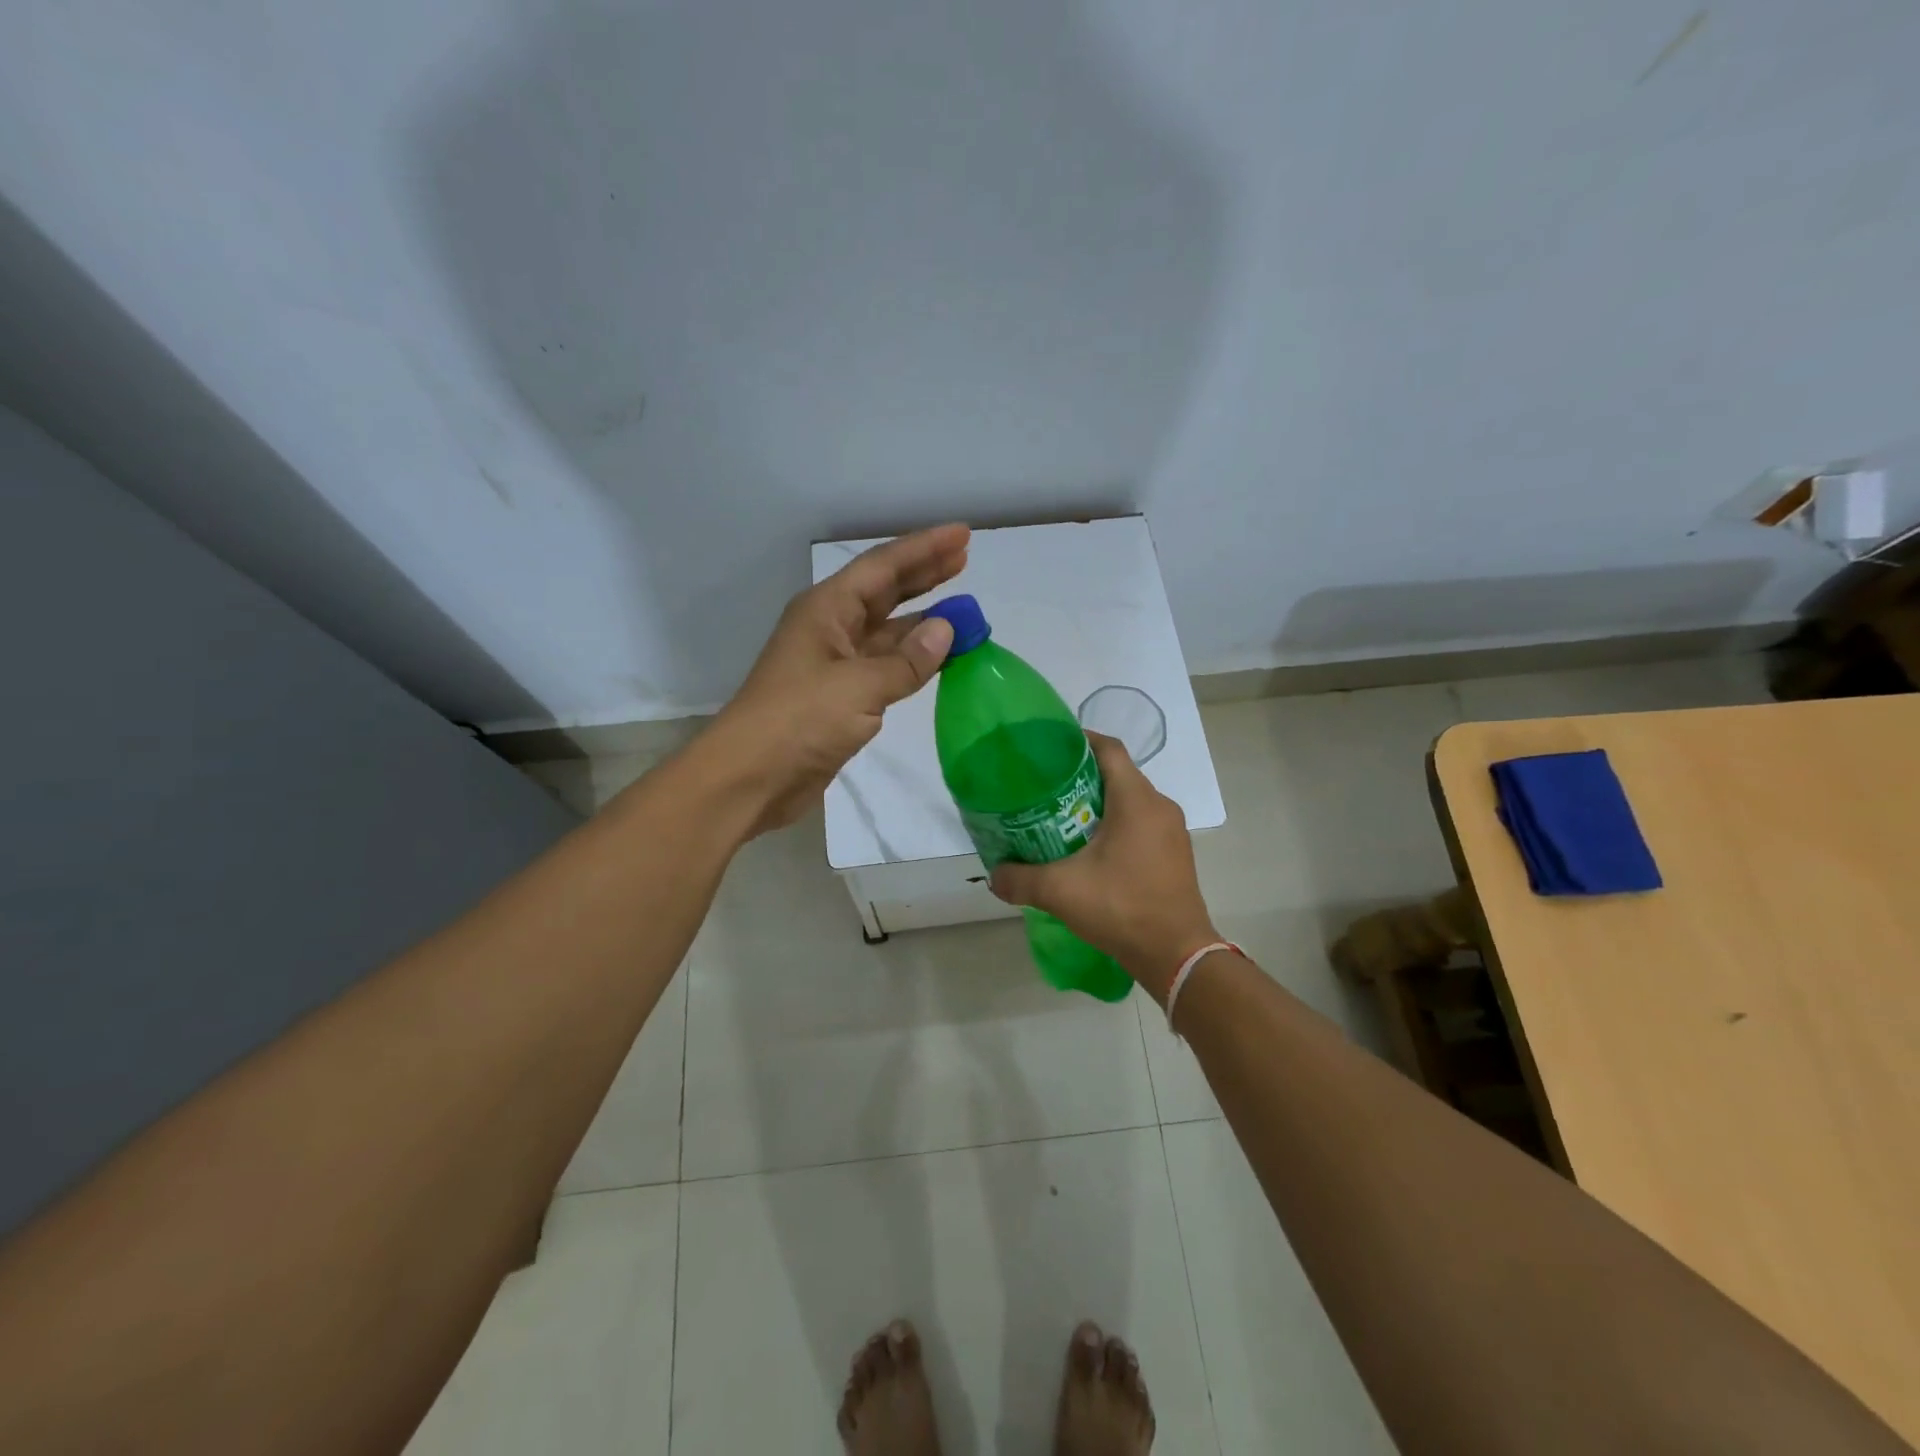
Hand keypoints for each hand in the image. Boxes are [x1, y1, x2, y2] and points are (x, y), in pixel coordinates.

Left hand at [707, 524, 968, 834]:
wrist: (751, 778)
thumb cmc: (799, 720)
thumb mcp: (858, 687)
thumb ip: (906, 660)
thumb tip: (947, 630)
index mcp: (826, 610)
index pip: (883, 568)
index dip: (924, 549)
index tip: (963, 535)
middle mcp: (831, 628)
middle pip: (884, 592)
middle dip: (924, 575)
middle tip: (966, 559)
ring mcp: (835, 664)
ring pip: (887, 631)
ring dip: (922, 620)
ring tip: (962, 608)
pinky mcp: (841, 698)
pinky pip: (885, 667)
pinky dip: (912, 659)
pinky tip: (938, 656)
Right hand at [989, 732, 1219, 1000]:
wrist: (1176, 954)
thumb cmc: (1121, 907)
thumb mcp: (1060, 891)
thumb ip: (1020, 879)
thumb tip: (993, 875)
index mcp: (1136, 800)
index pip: (1108, 749)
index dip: (1079, 741)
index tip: (1049, 749)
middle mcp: (1159, 806)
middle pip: (1117, 774)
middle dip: (1081, 777)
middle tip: (1045, 789)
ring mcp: (1172, 831)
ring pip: (1130, 801)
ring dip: (1098, 804)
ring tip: (1062, 818)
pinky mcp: (1174, 854)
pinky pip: (1141, 824)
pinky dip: (1116, 826)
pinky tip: (1090, 850)